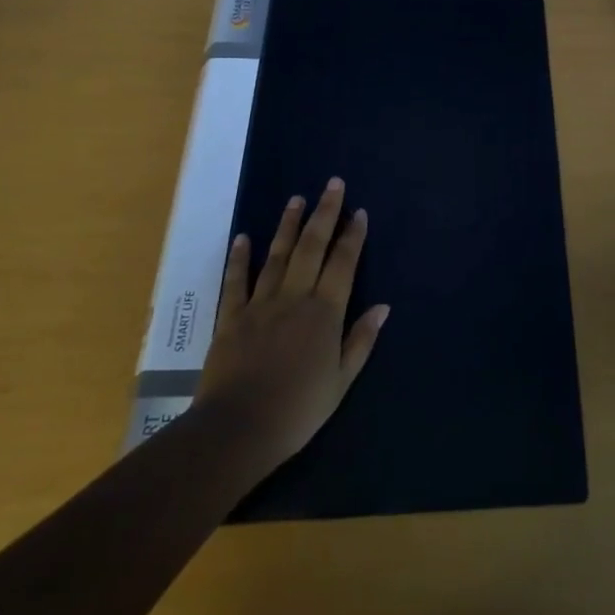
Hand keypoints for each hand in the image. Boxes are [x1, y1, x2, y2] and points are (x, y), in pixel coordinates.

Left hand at [197, 177, 389, 474]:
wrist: (238, 429)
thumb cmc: (298, 410)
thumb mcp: (341, 382)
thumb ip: (361, 340)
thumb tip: (383, 306)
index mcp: (325, 312)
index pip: (343, 263)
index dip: (353, 236)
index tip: (359, 211)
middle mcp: (295, 297)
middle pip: (312, 247)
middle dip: (325, 213)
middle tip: (332, 184)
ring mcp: (260, 304)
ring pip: (277, 255)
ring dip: (288, 225)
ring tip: (297, 199)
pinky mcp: (231, 317)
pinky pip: (236, 281)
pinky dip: (240, 258)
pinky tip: (243, 237)